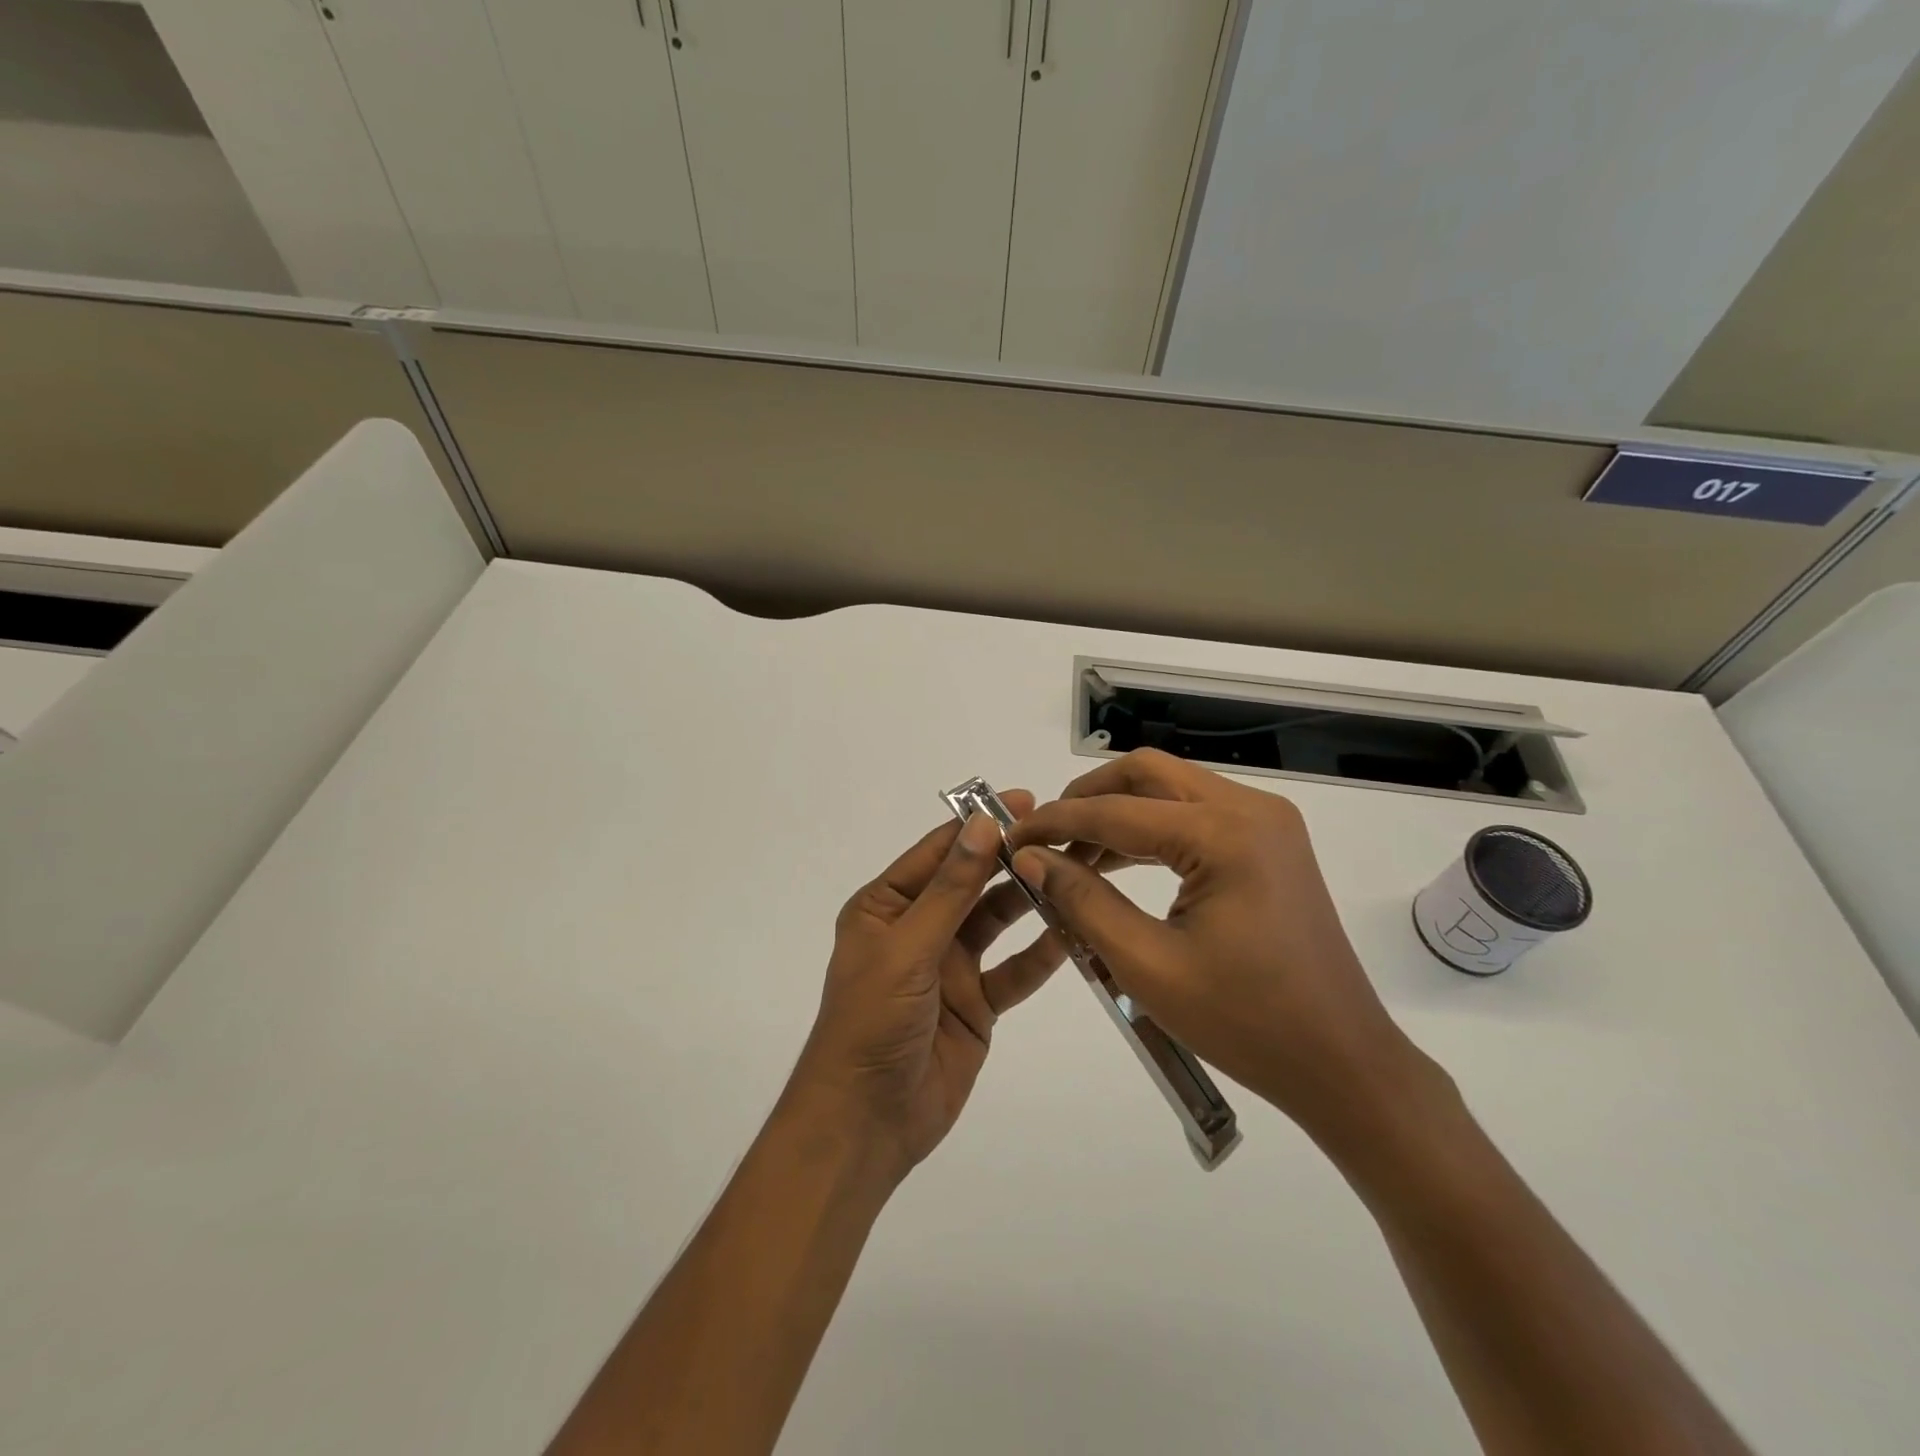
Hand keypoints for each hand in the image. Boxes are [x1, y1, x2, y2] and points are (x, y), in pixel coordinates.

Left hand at [790, 794, 1066, 1180]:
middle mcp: (919, 928)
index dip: (979, 825)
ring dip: (1030, 901)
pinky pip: (1013, 971)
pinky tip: (1073, 934)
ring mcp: (950, 967)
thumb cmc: (871, 1023)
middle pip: (972, 883)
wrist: (866, 1122)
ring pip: (997, 923)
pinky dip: (1039, 955)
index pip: (938, 852)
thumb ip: (951, 889)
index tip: (1026, 802)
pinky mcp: (976, 1004)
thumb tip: (983, 823)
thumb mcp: (908, 948)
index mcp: (886, 906)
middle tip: (1064, 836)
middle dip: (1012, 860)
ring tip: (1076, 874)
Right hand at [1007, 750, 1422, 1138]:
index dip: (1056, 823)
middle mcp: (1250, 808)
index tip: (1010, 838)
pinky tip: (1118, 861)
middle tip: (1045, 836)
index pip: (1117, 811)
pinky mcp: (1270, 841)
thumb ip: (1083, 900)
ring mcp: (1267, 821)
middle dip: (1087, 798)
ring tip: (1072, 854)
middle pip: (1147, 774)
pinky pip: (1196, 814)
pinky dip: (1151, 829)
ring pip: (1171, 789)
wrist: (1340, 1060)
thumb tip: (1031, 857)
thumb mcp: (1148, 964)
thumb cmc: (1245, 1022)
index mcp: (1225, 835)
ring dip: (1118, 811)